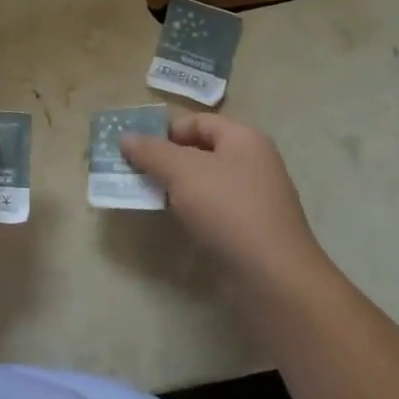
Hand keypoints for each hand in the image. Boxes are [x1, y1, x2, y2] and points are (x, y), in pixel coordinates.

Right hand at [120, 114, 331, 289]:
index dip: (164, 130)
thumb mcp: (182, 172)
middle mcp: (252, 163)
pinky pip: (212, 208)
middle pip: (200, 151)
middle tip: (132, 171)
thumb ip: (151, 151)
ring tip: (144, 195)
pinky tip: (172, 220)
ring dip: (174, 186)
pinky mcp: (249, 228)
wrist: (272, 277)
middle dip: (164, 159)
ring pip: (203, 182)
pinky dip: (189, 209)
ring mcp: (253, 198)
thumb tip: (126, 137)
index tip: (134, 149)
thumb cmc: (228, 210)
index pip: (197, 121)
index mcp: (243, 139)